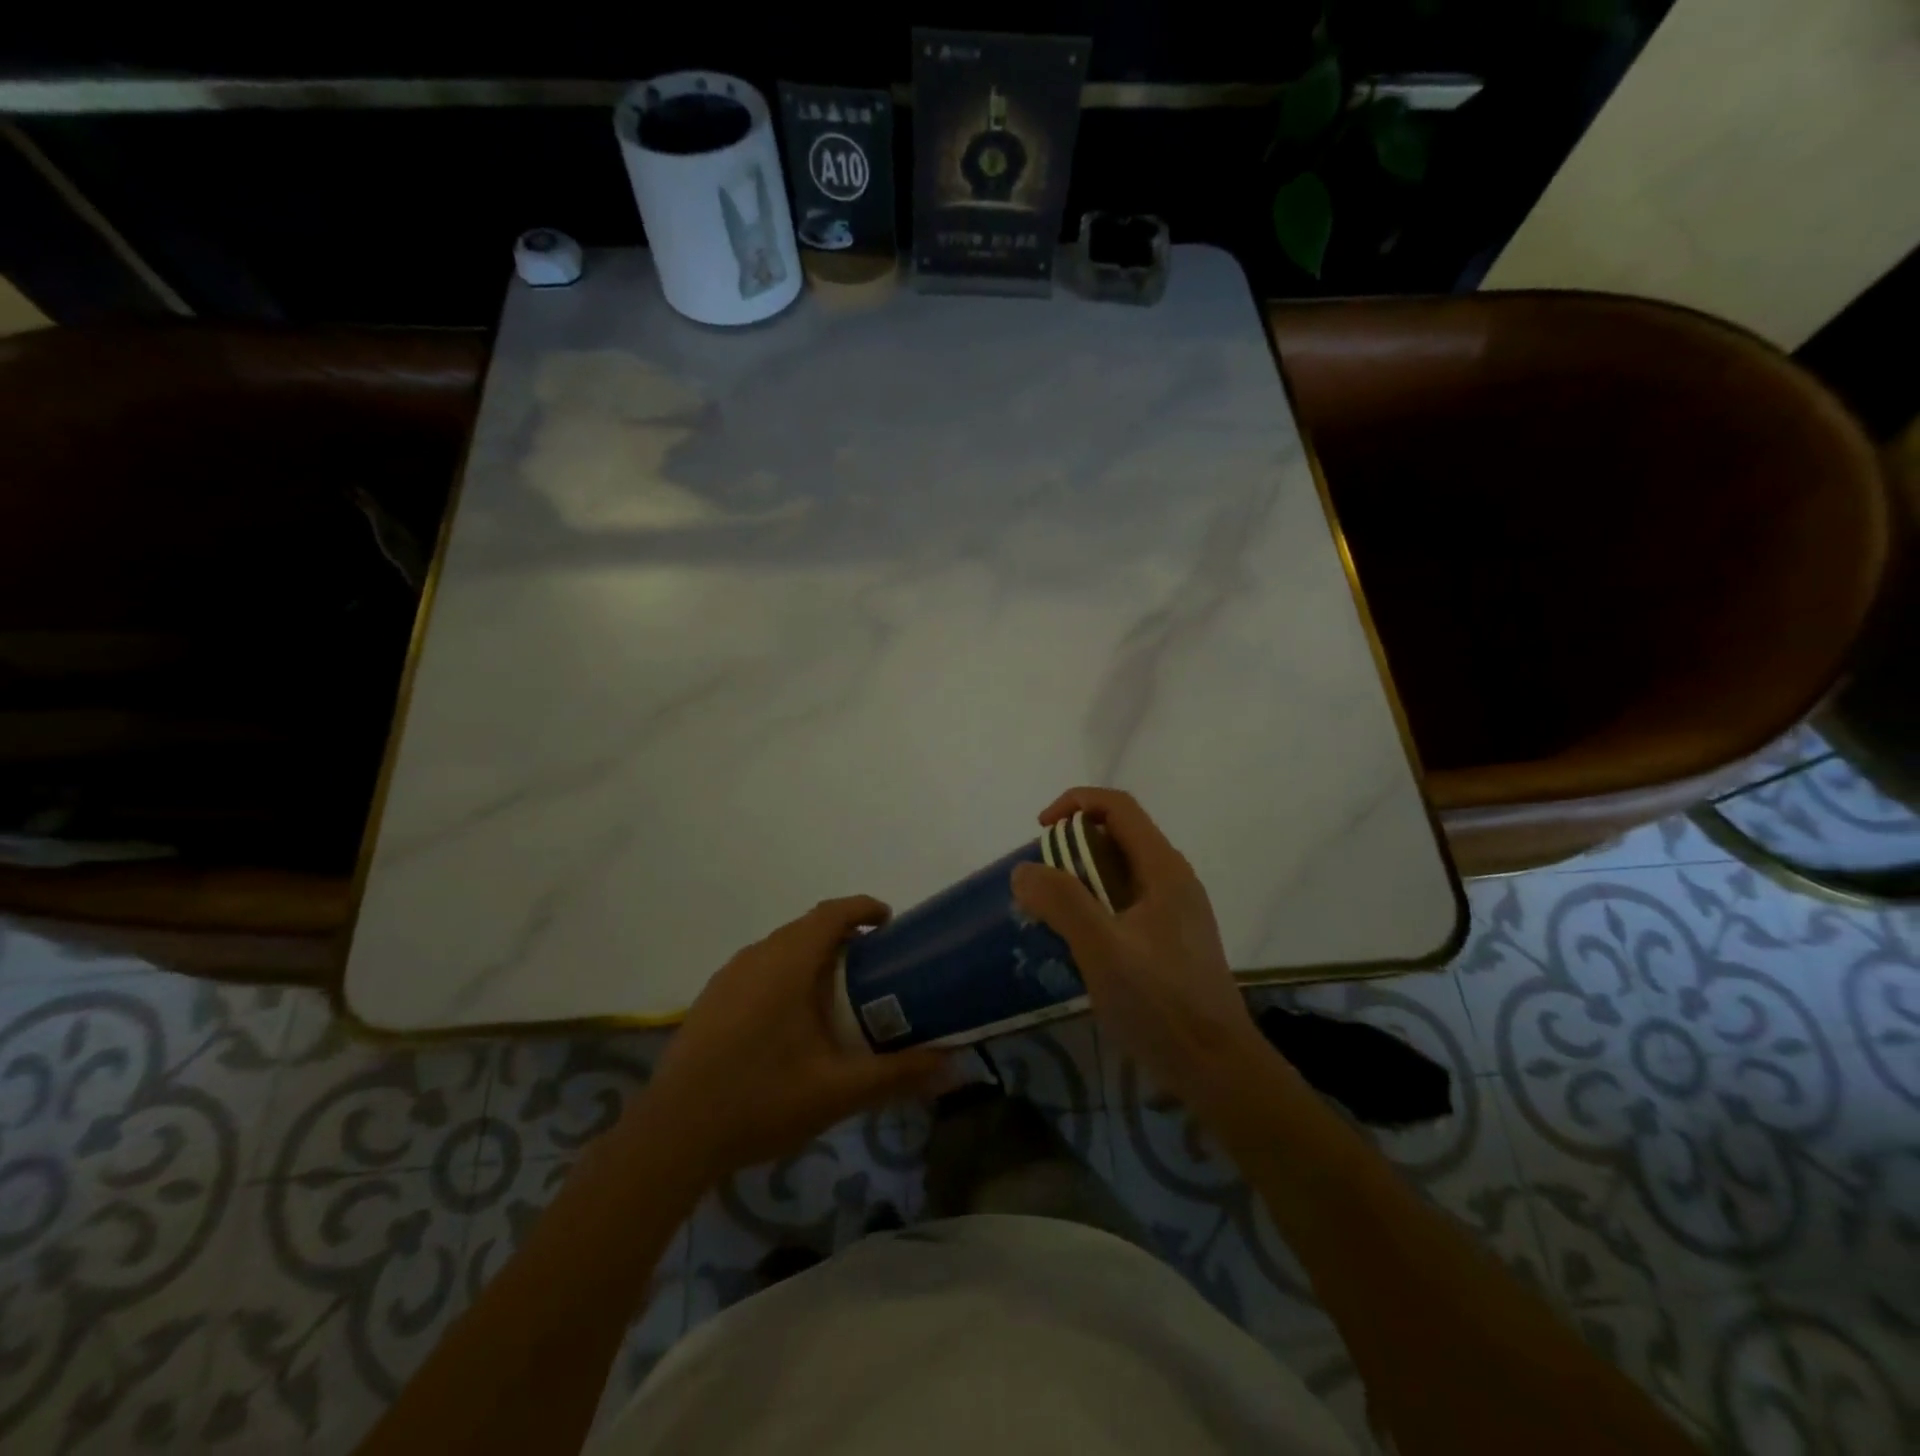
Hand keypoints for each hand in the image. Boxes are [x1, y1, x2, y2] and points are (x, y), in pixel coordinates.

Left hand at [637, 897, 948, 1184]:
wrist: (672, 1136)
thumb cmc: (761, 1100)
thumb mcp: (838, 1091)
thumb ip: (897, 1075)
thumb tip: (953, 1068)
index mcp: (788, 963)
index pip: (832, 913)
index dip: (863, 909)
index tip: (888, 923)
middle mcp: (756, 957)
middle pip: (807, 928)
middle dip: (842, 937)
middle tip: (873, 968)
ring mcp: (727, 977)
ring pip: (779, 949)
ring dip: (811, 957)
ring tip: (835, 995)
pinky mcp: (709, 1001)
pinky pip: (757, 969)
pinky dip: (784, 975)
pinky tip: (789, 1023)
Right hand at [1011, 788, 1264, 1107]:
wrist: (1218, 1068)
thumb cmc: (1161, 1004)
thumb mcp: (1103, 950)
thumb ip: (1062, 902)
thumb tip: (1025, 870)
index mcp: (1163, 869)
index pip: (1118, 807)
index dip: (1075, 803)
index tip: (1040, 832)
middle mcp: (1172, 880)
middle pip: (1118, 837)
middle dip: (1072, 847)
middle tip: (1040, 884)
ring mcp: (1175, 911)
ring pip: (1120, 872)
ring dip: (1081, 880)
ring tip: (1051, 915)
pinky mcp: (1171, 940)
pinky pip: (1126, 903)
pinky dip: (1095, 906)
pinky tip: (1079, 945)